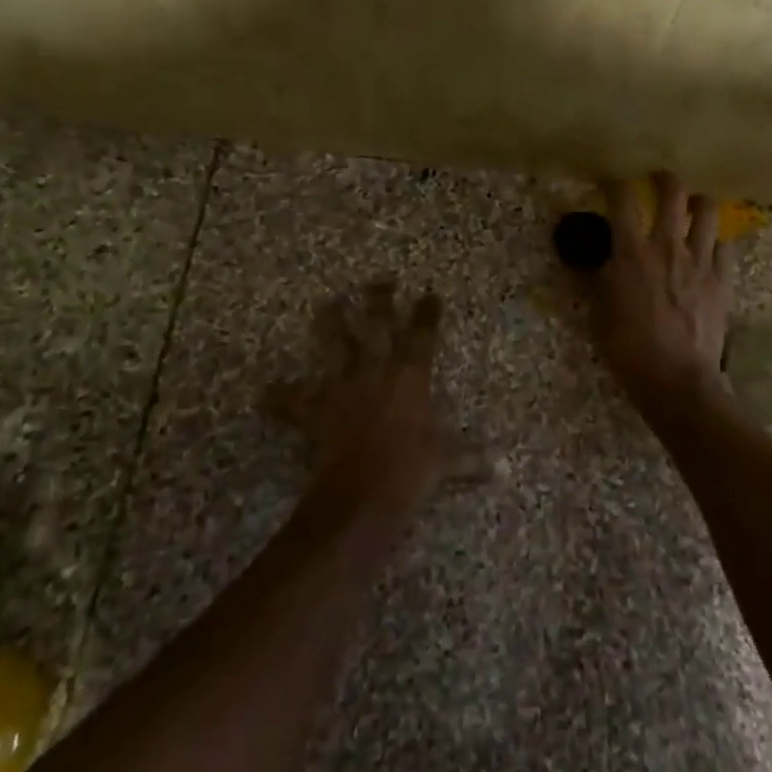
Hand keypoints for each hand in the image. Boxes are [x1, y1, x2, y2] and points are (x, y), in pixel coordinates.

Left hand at [269, 281, 462, 520]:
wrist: (365, 491)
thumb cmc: (413, 470)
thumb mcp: (447, 462)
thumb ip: (472, 458)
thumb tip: (504, 469)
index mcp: (411, 376)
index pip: (422, 335)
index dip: (427, 312)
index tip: (430, 294)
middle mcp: (377, 370)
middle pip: (376, 324)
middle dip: (378, 299)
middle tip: (379, 279)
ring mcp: (343, 385)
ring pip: (334, 344)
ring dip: (331, 322)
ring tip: (329, 303)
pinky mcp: (318, 408)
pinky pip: (294, 400)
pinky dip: (282, 397)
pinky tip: (268, 392)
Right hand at [591, 173, 732, 408]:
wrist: (676, 379)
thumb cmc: (628, 347)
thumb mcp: (599, 312)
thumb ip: (600, 280)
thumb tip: (602, 261)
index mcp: (632, 252)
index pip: (623, 200)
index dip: (616, 184)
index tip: (611, 183)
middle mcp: (668, 246)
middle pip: (672, 193)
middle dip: (664, 179)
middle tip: (658, 180)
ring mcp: (701, 261)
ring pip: (708, 211)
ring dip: (697, 204)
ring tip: (691, 207)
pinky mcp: (723, 280)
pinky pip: (725, 245)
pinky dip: (715, 241)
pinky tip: (708, 249)